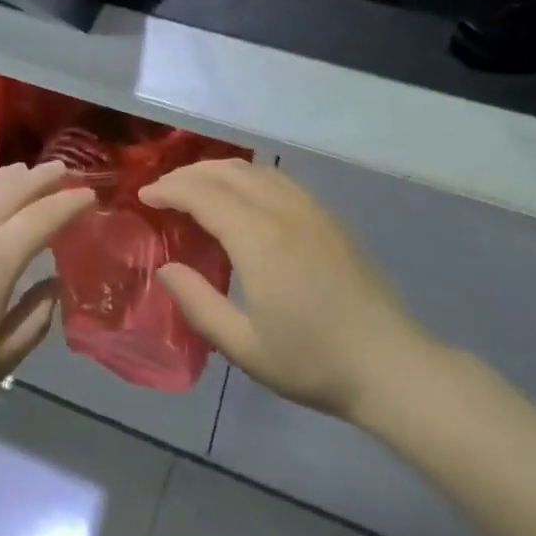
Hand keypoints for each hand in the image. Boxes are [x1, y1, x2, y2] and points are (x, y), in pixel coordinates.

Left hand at [0, 162, 94, 430]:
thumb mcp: (0, 360)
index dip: (72, 202)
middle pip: (13, 188)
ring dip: (6, 175)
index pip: (46, 216)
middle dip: (44, 177)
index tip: (90, 196)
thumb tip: (53, 282)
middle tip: (63, 171)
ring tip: (23, 173)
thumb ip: (36, 317)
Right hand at [139, 160, 434, 422]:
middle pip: (228, 171)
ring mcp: (312, 211)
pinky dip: (249, 178)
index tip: (144, 197)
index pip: (203, 194)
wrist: (391, 365)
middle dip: (189, 173)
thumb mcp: (244, 346)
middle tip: (163, 190)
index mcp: (259, 239)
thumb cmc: (313, 362)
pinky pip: (280, 181)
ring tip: (195, 188)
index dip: (169, 190)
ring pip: (257, 171)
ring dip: (219, 171)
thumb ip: (197, 303)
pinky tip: (242, 199)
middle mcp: (285, 211)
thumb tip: (166, 268)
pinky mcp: (330, 219)